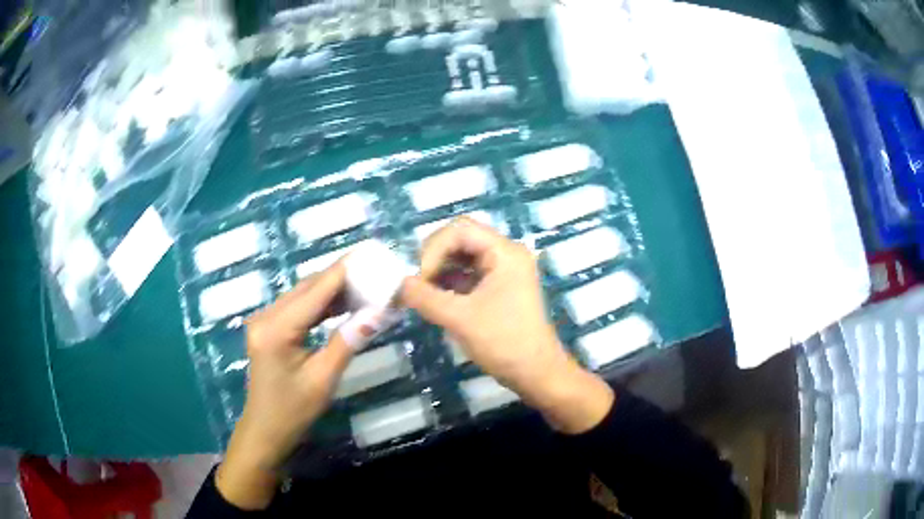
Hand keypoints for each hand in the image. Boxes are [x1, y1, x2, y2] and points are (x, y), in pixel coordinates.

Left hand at [216, 262, 387, 508]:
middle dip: (340, 278)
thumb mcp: (323, 379)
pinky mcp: (268, 327)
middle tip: (373, 271)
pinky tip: (342, 304)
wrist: (265, 429)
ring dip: (331, 290)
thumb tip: (378, 312)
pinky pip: (297, 308)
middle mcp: (265, 317)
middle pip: (307, 288)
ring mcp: (264, 321)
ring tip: (364, 285)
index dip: (343, 272)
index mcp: (276, 330)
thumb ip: (347, 342)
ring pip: (302, 295)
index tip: (369, 255)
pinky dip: (320, 304)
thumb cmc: (293, 411)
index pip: (315, 292)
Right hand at [400, 217, 613, 433]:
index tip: (421, 279)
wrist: (536, 374)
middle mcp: (506, 254)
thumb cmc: (504, 343)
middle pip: (460, 240)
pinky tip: (435, 301)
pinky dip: (449, 284)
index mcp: (504, 252)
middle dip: (435, 259)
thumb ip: (425, 297)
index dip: (434, 249)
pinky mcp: (499, 288)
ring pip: (462, 258)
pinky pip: (468, 275)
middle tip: (418, 286)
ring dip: (440, 272)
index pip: (460, 229)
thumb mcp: (459, 319)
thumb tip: (400, 284)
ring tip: (423, 295)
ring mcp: (503, 271)